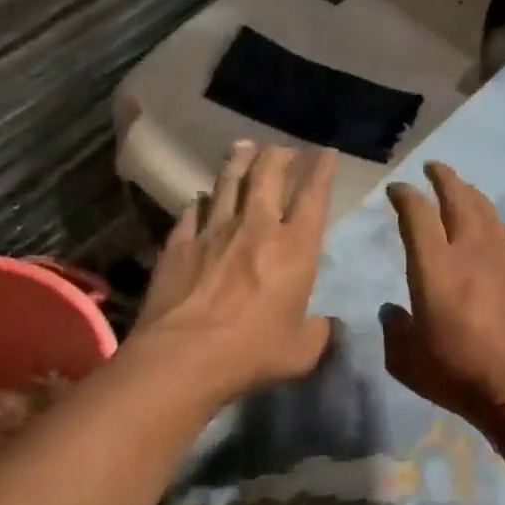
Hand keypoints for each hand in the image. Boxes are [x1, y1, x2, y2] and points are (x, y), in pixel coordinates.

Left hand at [132, 141, 337, 401]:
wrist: (183, 358)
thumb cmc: (254, 353)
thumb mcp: (303, 350)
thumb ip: (319, 331)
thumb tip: (325, 323)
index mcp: (295, 249)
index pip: (313, 196)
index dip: (321, 170)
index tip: (326, 152)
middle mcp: (256, 228)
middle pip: (268, 176)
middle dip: (280, 156)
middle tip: (284, 149)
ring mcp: (213, 232)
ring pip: (228, 183)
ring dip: (239, 162)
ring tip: (244, 147)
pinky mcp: (179, 244)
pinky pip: (192, 212)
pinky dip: (200, 201)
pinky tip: (201, 198)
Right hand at [381, 162, 504, 430]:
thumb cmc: (455, 374)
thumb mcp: (405, 360)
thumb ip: (394, 329)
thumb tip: (392, 311)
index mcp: (434, 268)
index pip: (417, 214)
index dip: (405, 196)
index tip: (397, 190)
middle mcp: (470, 252)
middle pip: (458, 199)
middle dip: (443, 177)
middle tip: (433, 169)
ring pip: (488, 212)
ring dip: (472, 195)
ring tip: (463, 190)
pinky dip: (503, 228)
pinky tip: (500, 230)